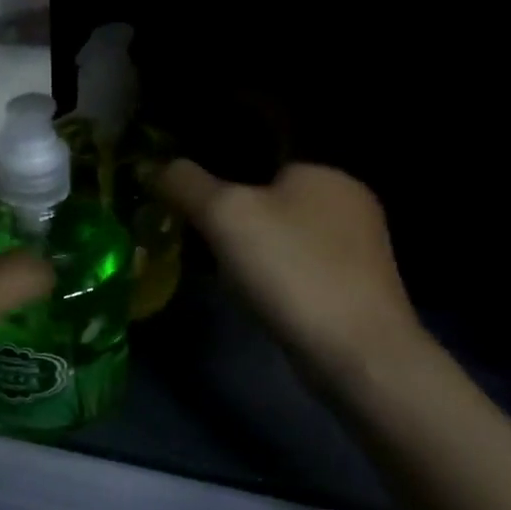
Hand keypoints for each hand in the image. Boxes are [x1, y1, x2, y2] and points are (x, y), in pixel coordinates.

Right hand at [156, 160, 425, 380]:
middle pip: (270, 198)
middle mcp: (349, 202)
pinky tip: (257, 297)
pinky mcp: (356, 288)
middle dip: (233, 217)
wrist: (355, 352)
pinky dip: (273, 276)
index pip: (260, 157)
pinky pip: (298, 267)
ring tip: (219, 272)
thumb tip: (151, 166)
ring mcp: (359, 248)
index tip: (189, 204)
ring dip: (251, 249)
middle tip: (197, 239)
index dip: (219, 179)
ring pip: (284, 235)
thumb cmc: (290, 270)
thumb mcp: (224, 215)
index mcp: (324, 171)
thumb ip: (185, 183)